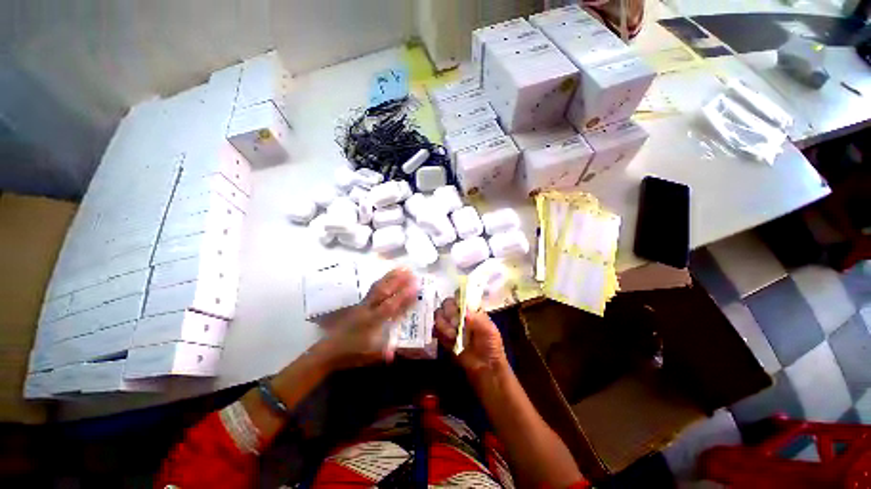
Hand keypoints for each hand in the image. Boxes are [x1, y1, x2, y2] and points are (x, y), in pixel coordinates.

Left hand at [318, 268, 418, 369]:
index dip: (403, 297)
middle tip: (411, 272)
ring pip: (377, 287)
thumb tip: (395, 353)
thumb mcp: (367, 357)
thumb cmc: (350, 353)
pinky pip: (373, 288)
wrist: (328, 349)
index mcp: (370, 322)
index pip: (389, 307)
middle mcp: (367, 309)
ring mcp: (362, 304)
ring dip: (390, 276)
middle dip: (397, 281)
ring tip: (402, 268)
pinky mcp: (360, 303)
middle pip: (382, 291)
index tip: (415, 287)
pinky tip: (389, 276)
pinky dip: (383, 280)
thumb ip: (382, 353)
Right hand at [434, 298, 507, 377]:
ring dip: (443, 325)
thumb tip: (464, 312)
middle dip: (449, 313)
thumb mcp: (490, 330)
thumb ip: (478, 319)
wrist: (485, 367)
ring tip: (452, 335)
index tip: (459, 307)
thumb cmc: (491, 345)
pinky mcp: (443, 336)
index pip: (460, 296)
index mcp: (470, 308)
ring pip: (438, 315)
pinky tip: (447, 339)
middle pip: (447, 303)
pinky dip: (438, 333)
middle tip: (455, 324)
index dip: (457, 298)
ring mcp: (449, 324)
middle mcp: (458, 313)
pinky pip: (435, 329)